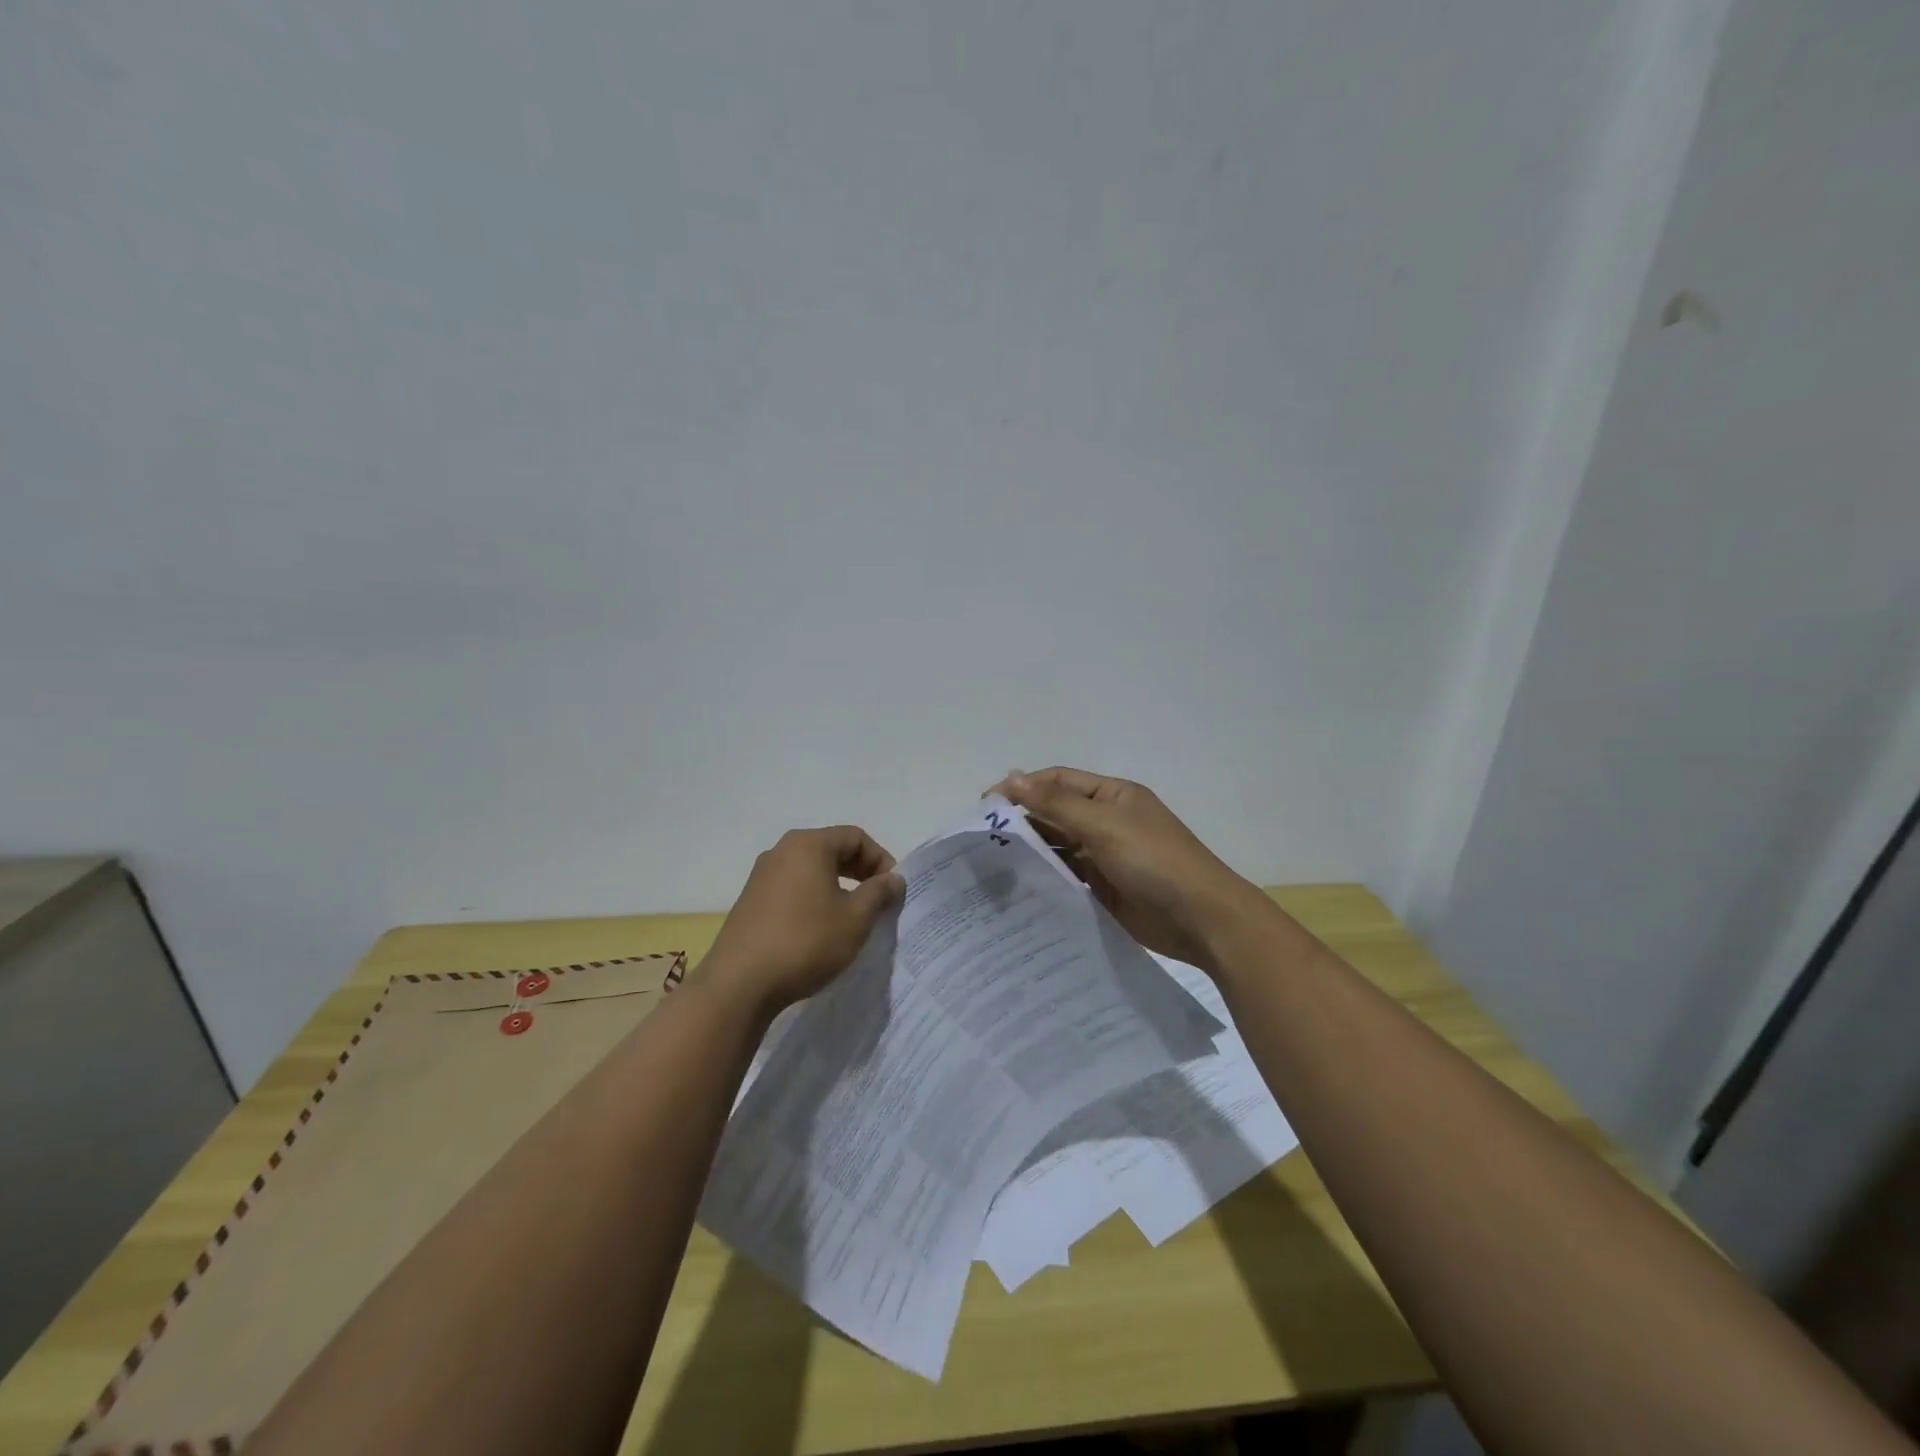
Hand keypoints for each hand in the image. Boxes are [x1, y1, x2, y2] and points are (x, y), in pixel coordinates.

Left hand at [702, 826, 904, 1015]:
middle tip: (877, 900)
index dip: (881, 859)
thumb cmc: (806, 942)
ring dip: (837, 885)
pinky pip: (792, 887)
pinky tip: (819, 928)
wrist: (740, 984)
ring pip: (810, 869)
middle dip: (860, 871)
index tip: (892, 889)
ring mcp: (761, 875)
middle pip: (831, 848)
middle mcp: (781, 851)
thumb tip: (893, 879)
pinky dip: (813, 897)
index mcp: (808, 845)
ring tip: (851, 916)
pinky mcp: (750, 900)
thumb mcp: (855, 918)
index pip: (855, 837)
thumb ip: (879, 892)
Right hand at [991, 767, 1260, 970]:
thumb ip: (1056, 804)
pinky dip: (1046, 880)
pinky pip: (1068, 878)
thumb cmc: (1154, 860)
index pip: (1057, 781)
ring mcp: (1105, 857)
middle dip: (1022, 822)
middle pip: (1056, 814)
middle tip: (982, 840)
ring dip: (1032, 852)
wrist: (1202, 919)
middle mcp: (1107, 822)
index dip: (1022, 787)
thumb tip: (1011, 777)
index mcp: (1112, 796)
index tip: (985, 806)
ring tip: (992, 866)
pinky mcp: (1104, 890)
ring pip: (1059, 848)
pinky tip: (1019, 888)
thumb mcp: (1104, 825)